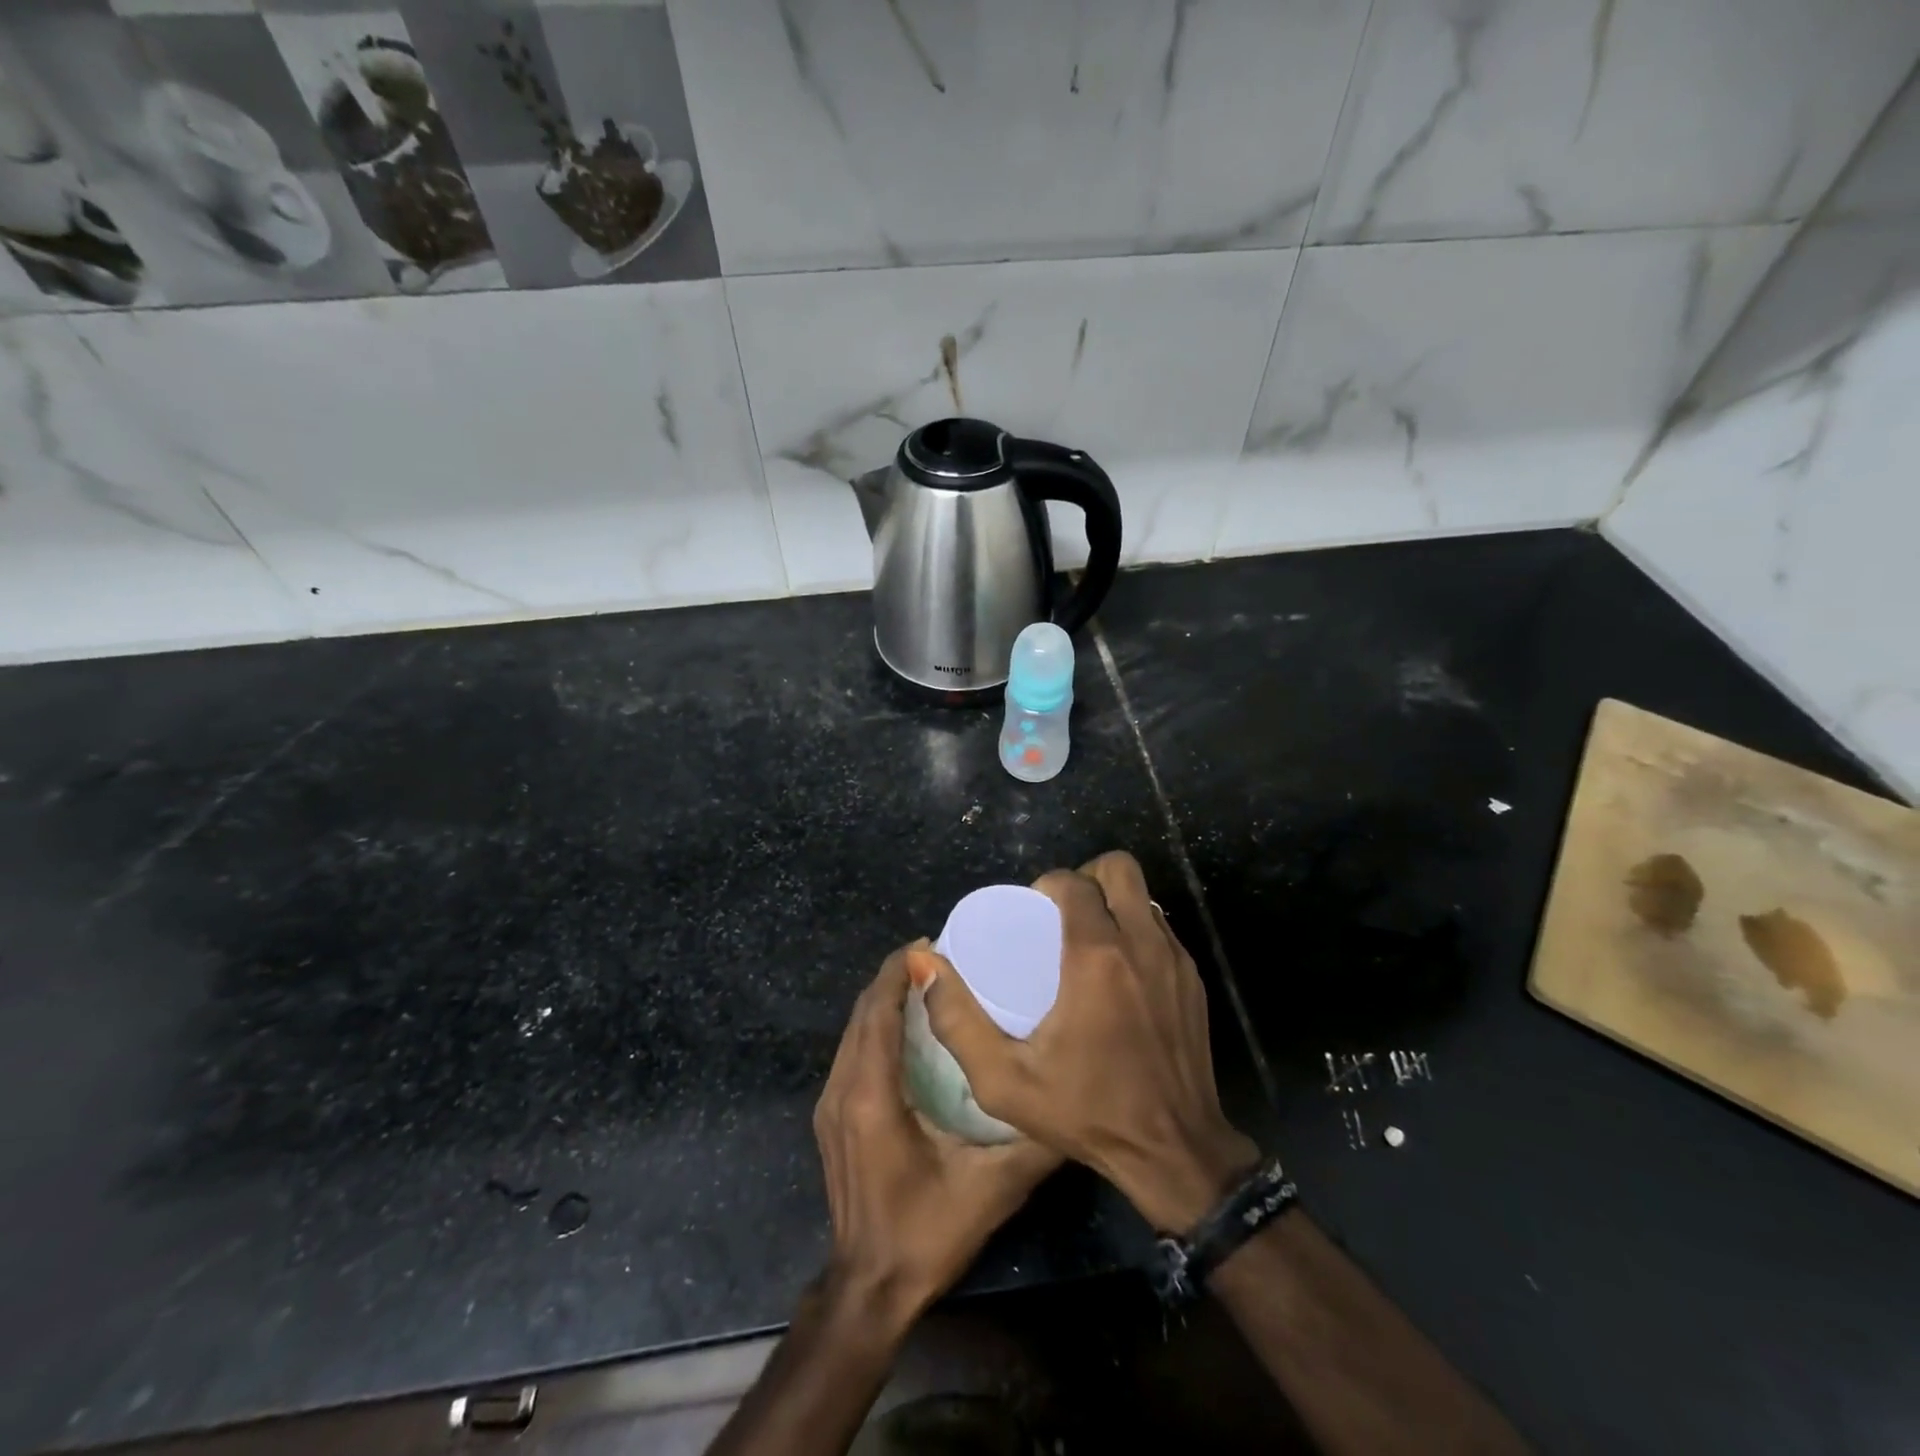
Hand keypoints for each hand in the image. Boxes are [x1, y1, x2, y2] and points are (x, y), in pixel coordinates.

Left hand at [814, 942, 1060, 1330]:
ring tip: (926, 984)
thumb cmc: (927, 1234)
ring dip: (883, 1000)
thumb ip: (1034, 1140)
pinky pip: (850, 1052)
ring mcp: (828, 1104)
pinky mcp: (829, 1118)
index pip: (878, 1010)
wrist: (868, 1291)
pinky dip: (875, 1027)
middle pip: (862, 1011)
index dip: (899, 970)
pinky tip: (907, 1029)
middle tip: (938, 958)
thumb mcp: (992, 1187)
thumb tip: (1071, 1099)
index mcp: (872, 1095)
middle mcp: (842, 1089)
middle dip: (894, 977)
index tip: (932, 943)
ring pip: (852, 1030)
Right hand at [919, 851, 1257, 1232]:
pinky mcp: (1195, 981)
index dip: (1049, 884)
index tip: (1033, 911)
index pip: (1075, 882)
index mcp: (1097, 957)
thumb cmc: (1086, 1113)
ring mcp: (1176, 961)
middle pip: (1120, 868)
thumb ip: (957, 1020)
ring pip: (1144, 896)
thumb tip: (926, 965)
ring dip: (1114, 903)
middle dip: (1088, 878)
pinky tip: (1118, 974)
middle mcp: (1142, 945)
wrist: (1175, 1154)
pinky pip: (1162, 930)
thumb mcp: (1004, 1080)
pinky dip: (1137, 932)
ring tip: (1087, 940)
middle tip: (1062, 914)